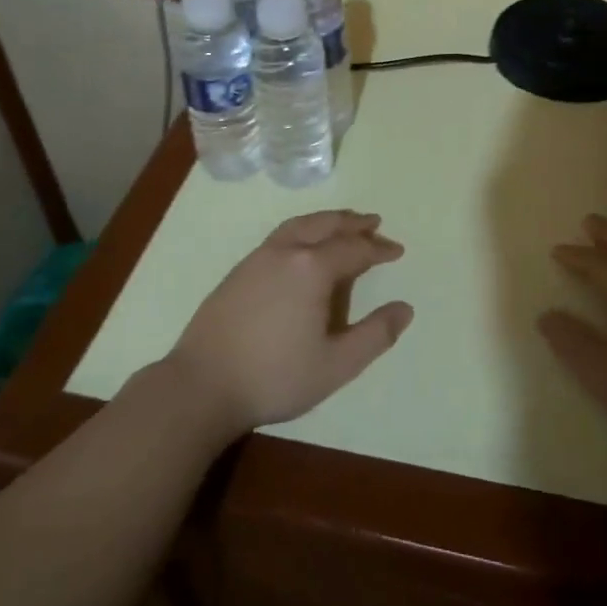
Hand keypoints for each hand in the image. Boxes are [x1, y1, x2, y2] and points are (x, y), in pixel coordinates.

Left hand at [164, 211, 413, 439]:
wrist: (201, 385)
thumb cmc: (274, 376)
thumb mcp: (336, 365)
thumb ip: (374, 336)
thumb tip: (405, 309)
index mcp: (313, 268)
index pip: (354, 249)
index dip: (379, 249)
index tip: (397, 251)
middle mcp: (287, 251)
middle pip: (326, 225)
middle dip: (353, 223)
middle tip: (374, 223)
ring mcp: (258, 257)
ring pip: (300, 225)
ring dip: (326, 221)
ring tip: (342, 223)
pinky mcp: (239, 270)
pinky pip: (281, 235)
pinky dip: (303, 229)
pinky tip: (303, 245)